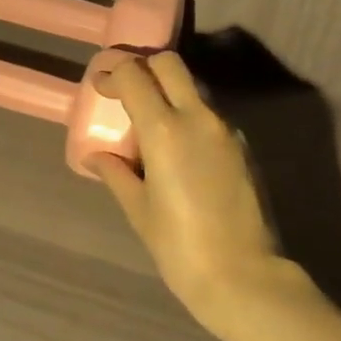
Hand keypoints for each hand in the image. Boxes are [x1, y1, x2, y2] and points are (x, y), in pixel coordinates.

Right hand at [88, 52, 303, 340]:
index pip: (134, 75)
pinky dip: (188, 115)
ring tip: (149, 122)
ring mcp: (226, 129)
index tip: (99, 87)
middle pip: (169, 63)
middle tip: (125, 89)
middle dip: (143, 66)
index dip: (111, 73)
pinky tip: (178, 149)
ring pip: (193, 87)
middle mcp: (198, 117)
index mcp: (165, 129)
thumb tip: (96, 157)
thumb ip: (116, 174)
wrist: (244, 277)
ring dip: (168, 90)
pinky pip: (209, 114)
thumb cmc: (180, 247)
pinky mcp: (242, 147)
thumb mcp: (139, 210)